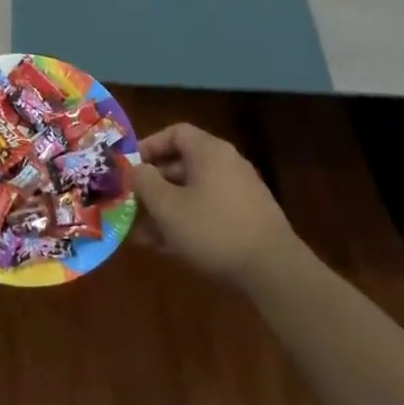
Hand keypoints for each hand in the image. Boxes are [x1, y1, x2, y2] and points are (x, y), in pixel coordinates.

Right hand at [131, 123, 301, 291]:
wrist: (273, 270)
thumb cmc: (213, 230)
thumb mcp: (168, 207)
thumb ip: (145, 183)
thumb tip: (136, 170)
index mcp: (209, 152)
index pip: (175, 133)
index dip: (149, 146)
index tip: (130, 168)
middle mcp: (226, 164)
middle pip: (182, 164)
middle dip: (153, 184)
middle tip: (131, 203)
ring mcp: (239, 192)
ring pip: (193, 192)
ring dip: (166, 208)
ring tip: (141, 233)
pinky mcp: (245, 219)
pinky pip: (207, 211)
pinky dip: (186, 222)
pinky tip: (166, 247)